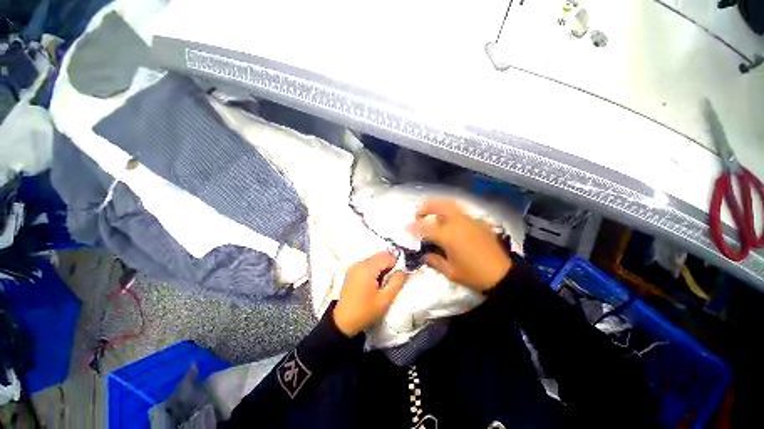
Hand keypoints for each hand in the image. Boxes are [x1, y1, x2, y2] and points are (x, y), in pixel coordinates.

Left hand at [333, 252, 406, 336]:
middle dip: (388, 265)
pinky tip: (373, 283)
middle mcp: (360, 263)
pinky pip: (368, 264)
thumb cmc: (365, 312)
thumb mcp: (385, 300)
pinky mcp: (352, 271)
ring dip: (381, 268)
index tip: (395, 278)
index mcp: (367, 268)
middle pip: (380, 256)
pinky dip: (374, 270)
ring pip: (374, 259)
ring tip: (381, 284)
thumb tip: (402, 270)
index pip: (387, 256)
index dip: (395, 265)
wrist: (343, 322)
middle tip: (389, 281)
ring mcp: (355, 266)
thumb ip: (396, 282)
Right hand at [409, 200, 511, 291]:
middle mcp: (458, 223)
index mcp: (448, 235)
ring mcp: (470, 221)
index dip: (414, 227)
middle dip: (427, 206)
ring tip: (434, 214)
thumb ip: (435, 261)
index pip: (426, 227)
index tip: (406, 227)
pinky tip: (453, 223)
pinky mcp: (479, 223)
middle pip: (440, 206)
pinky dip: (453, 214)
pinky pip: (463, 213)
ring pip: (452, 206)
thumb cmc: (474, 275)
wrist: (502, 274)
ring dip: (439, 207)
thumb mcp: (451, 272)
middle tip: (419, 212)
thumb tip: (426, 254)